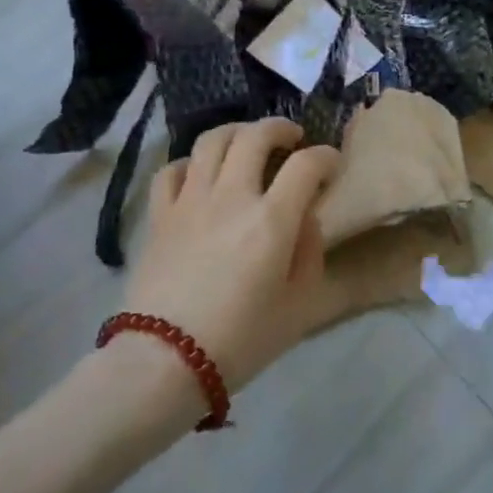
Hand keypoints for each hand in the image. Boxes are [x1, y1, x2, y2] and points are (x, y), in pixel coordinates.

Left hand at [116, 119, 341, 391]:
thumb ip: (310, 252)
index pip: (306, 164)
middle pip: (255, 136)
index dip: (326, 156)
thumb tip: (305, 219)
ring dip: (237, 133)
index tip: (332, 164)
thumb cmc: (240, 340)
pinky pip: (171, 170)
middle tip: (292, 139)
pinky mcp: (159, 216)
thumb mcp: (299, 305)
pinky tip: (200, 174)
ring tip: (248, 143)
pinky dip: (190, 163)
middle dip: (280, 128)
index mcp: (272, 220)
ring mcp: (190, 202)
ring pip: (211, 141)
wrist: (163, 364)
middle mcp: (231, 197)